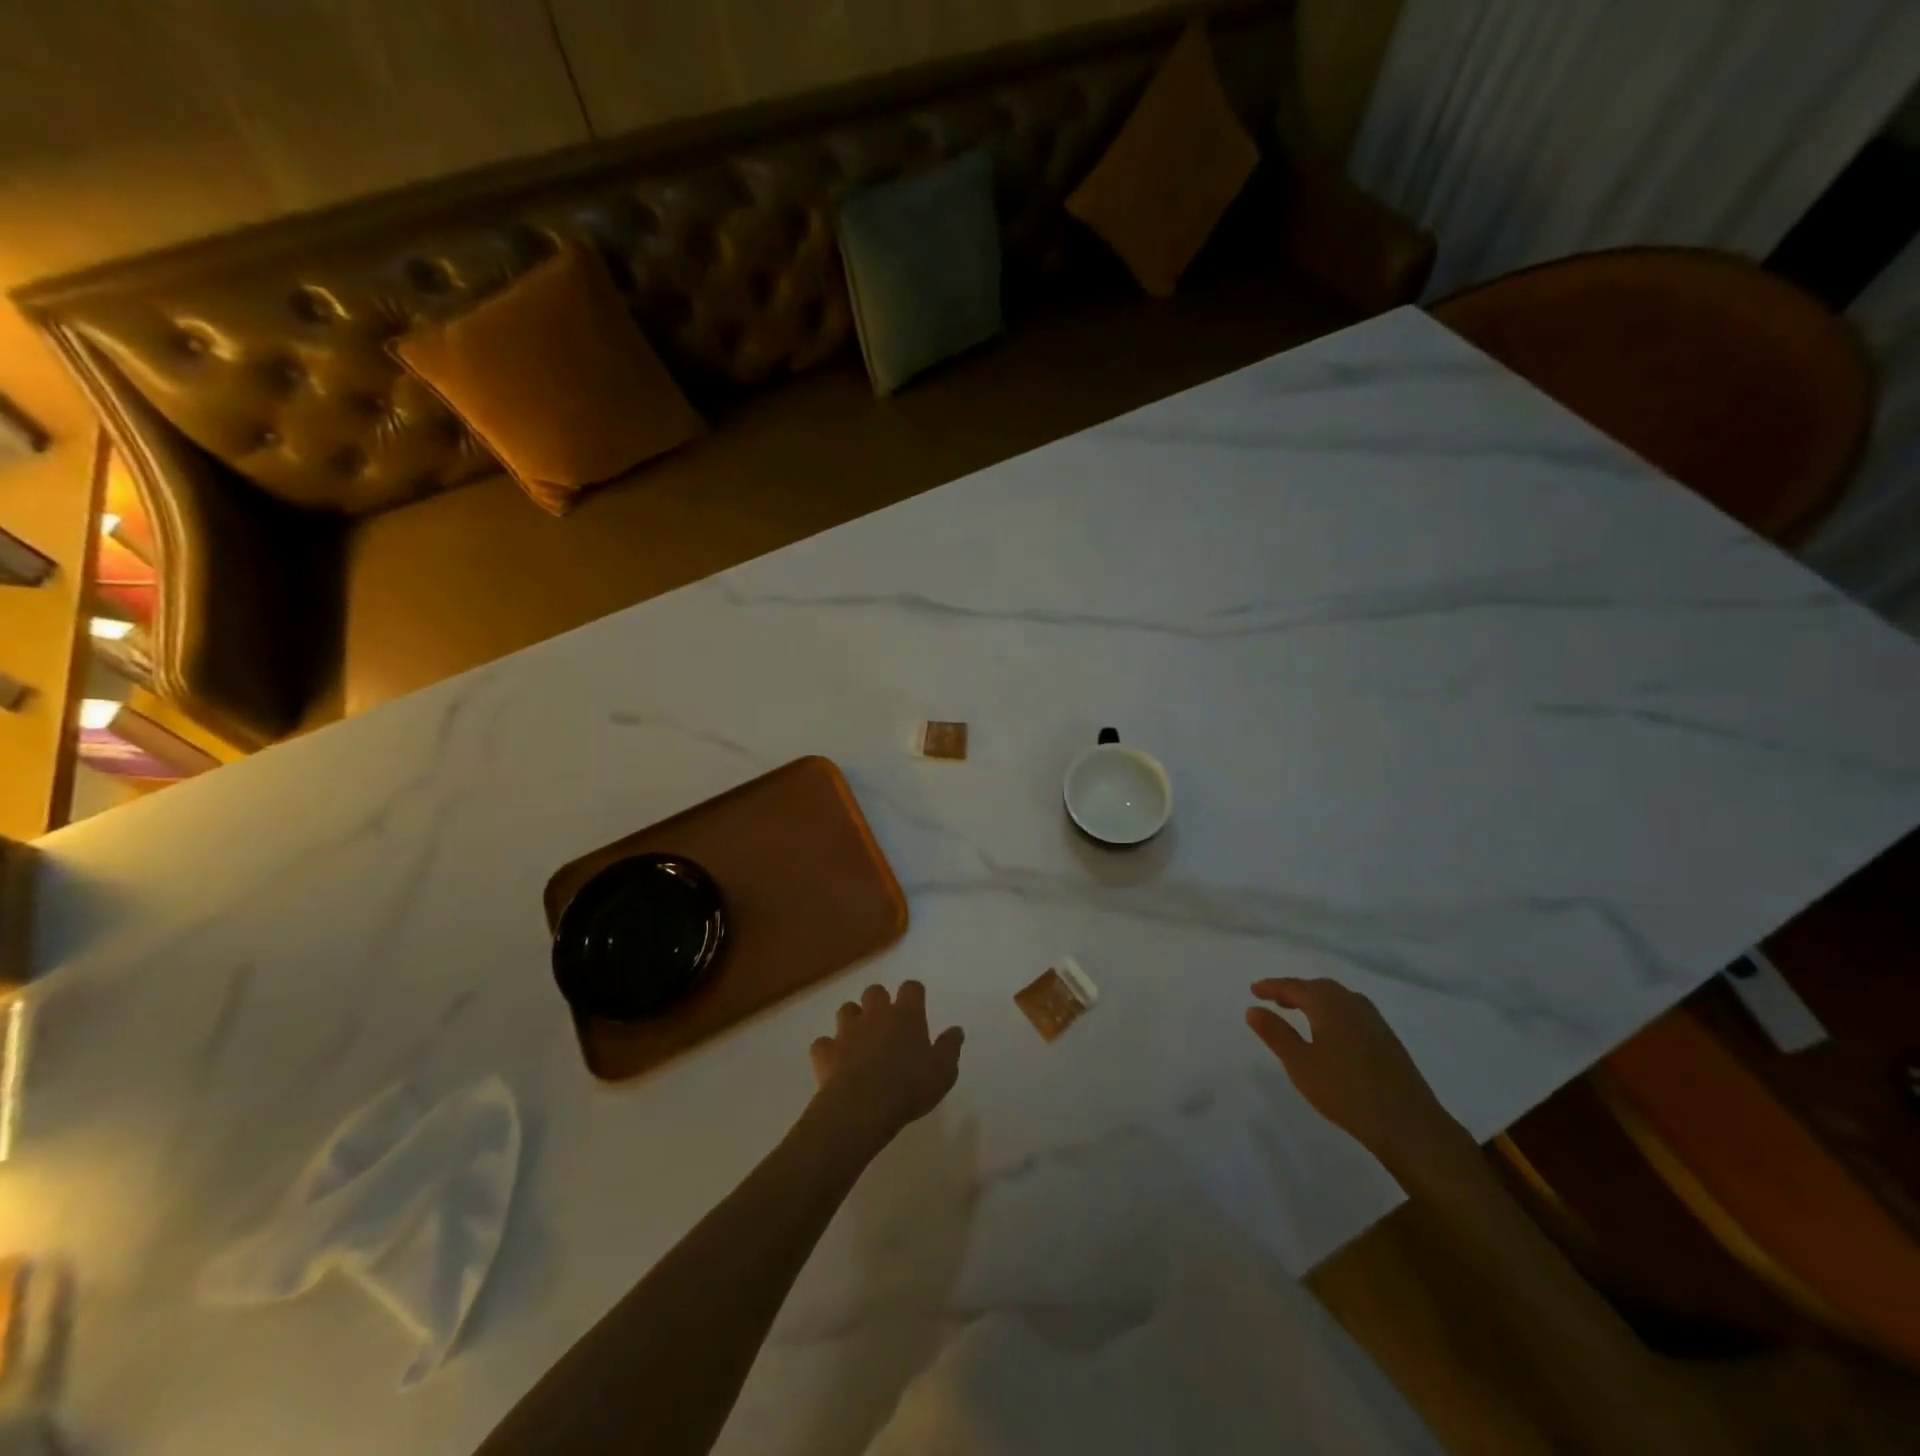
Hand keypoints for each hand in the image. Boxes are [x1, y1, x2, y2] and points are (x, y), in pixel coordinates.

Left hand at [810, 982, 963, 1151]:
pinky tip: (834, 1061)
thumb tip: (956, 1029)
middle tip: (886, 1021)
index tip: (916, 1005)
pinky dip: (828, 1049)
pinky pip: (823, 1043)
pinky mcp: (825, 1051)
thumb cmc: (909, 1087)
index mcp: (906, 1015)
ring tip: (859, 1038)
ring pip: (847, 1010)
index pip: (911, 988)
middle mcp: (876, 1014)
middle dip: (879, 1001)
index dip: (914, 994)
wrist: (862, 1106)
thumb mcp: (943, 1072)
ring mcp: (847, 1030)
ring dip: (852, 1020)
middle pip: (875, 991)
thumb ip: (950, 1048)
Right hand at [1246, 977, 1465, 1176]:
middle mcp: (1352, 1003)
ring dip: (1316, 1000)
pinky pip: (1352, 1012)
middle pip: (1318, 987)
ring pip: (1338, 999)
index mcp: (1328, 1004)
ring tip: (1300, 1012)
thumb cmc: (1345, 1091)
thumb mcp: (1299, 1063)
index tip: (1254, 990)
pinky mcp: (1387, 1039)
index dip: (1272, 987)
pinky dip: (1334, 1012)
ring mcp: (1374, 1021)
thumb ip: (1275, 1033)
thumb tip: (1253, 1008)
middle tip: (1275, 999)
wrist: (1408, 1124)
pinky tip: (1332, 1032)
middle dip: (1295, 990)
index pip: (1294, 986)